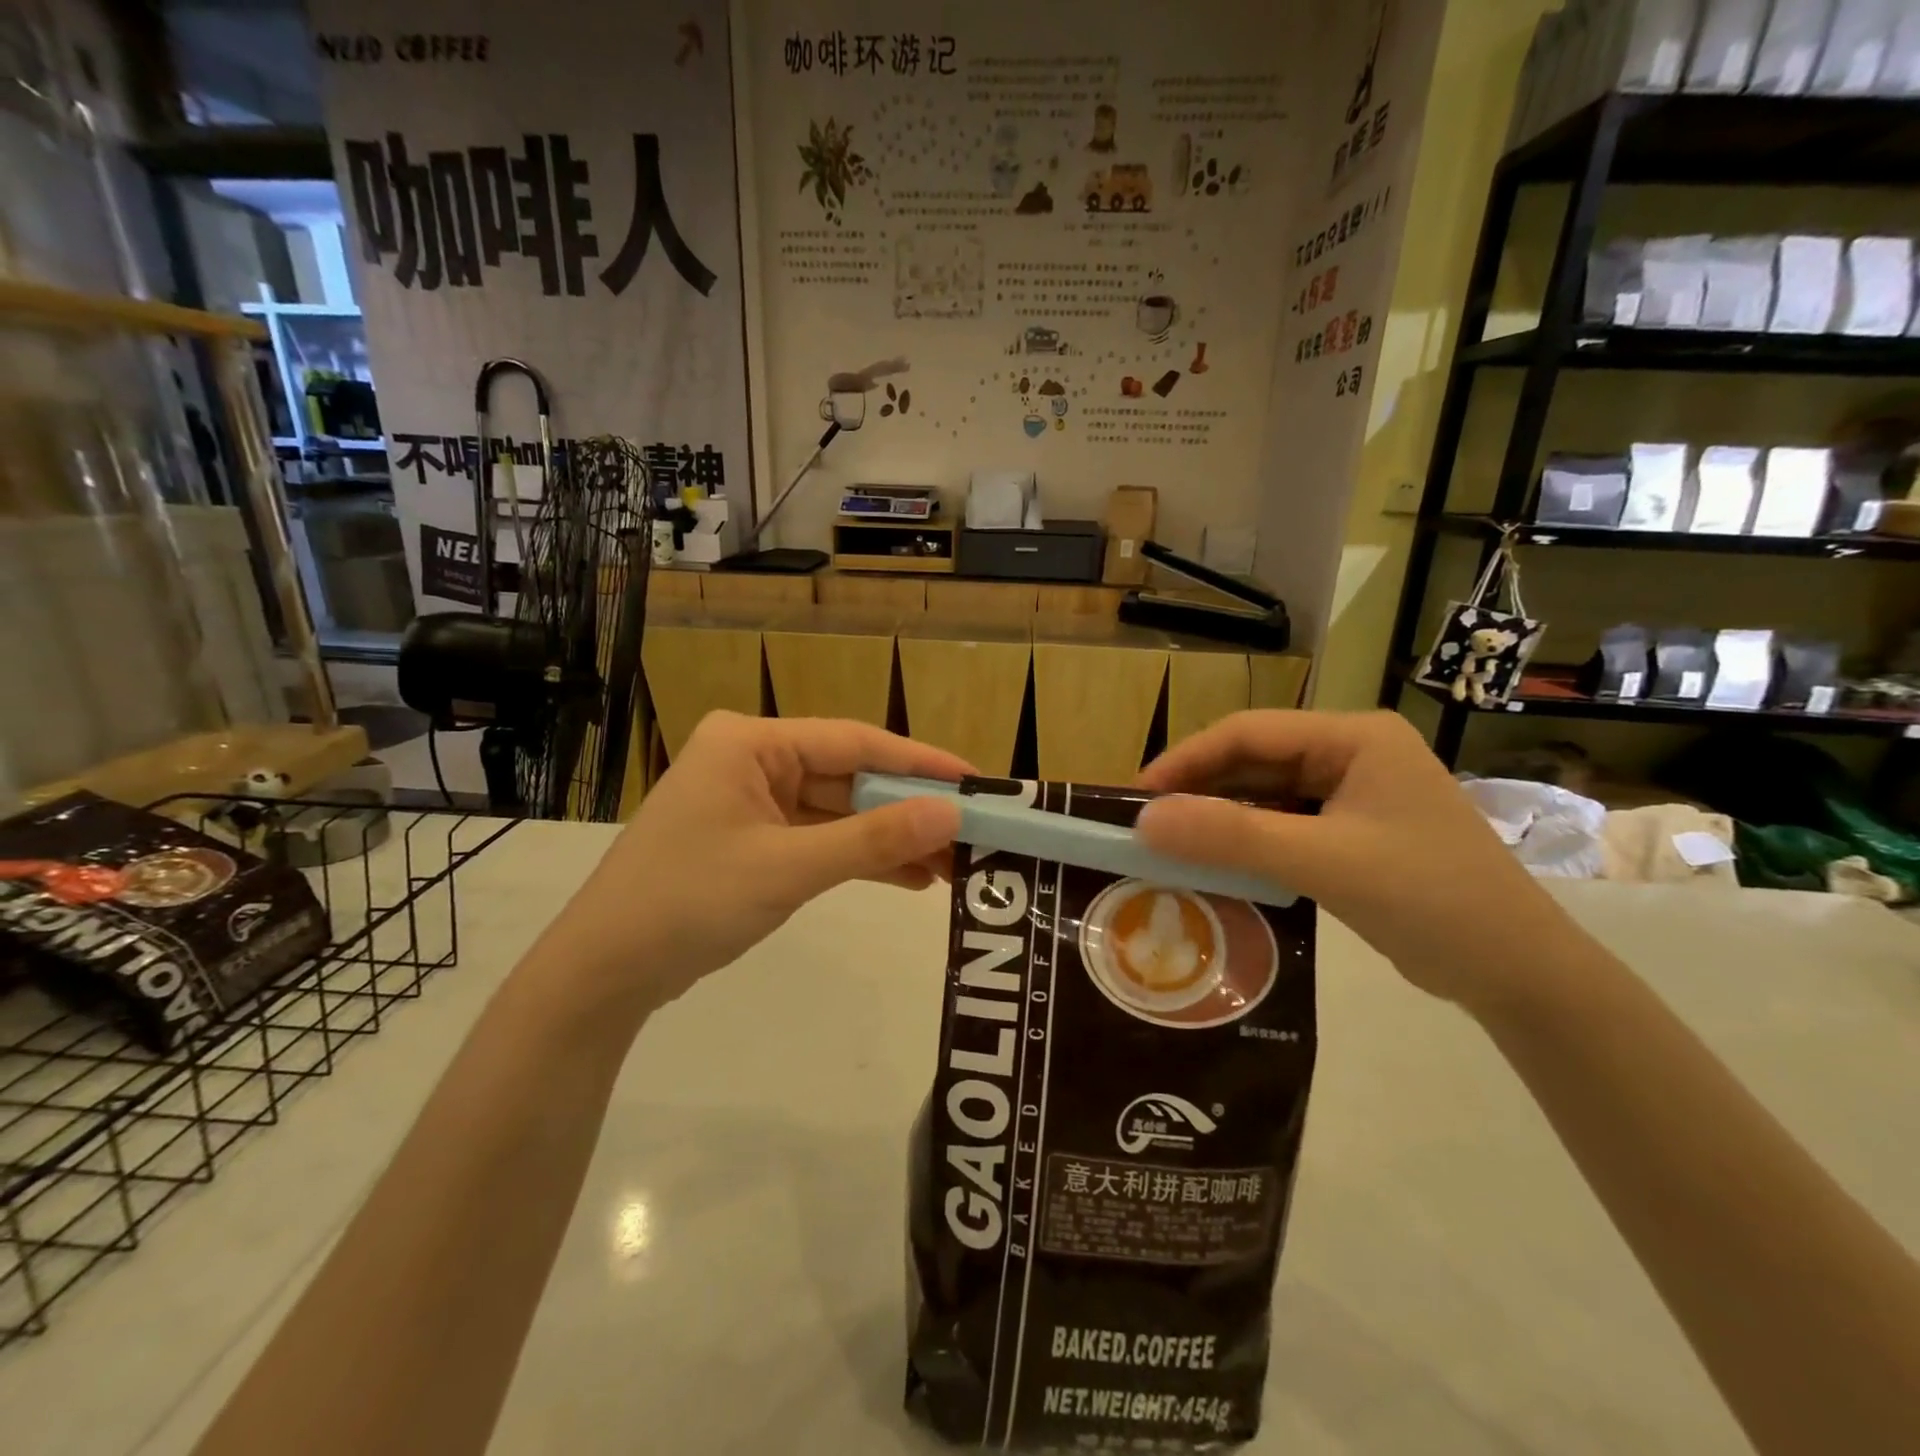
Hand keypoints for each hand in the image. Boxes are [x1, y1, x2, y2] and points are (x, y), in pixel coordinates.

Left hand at [542, 713, 968, 1015]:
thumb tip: (951, 815)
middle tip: (972, 835)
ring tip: (953, 866)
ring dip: (889, 839)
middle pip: (850, 778)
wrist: (603, 974)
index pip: (854, 742)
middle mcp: (753, 760)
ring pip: (839, 812)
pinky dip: (859, 859)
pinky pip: (819, 840)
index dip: (920, 762)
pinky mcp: (753, 841)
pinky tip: (910, 879)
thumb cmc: (689, 902)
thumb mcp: (788, 869)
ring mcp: (752, 803)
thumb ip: (873, 840)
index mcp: (751, 743)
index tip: (976, 783)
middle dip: (909, 810)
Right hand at [1134, 710, 1573, 1010]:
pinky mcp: (1353, 833)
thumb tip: (1144, 821)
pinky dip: (1247, 844)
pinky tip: (1216, 865)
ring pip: (1266, 796)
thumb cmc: (1430, 899)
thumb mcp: (1324, 862)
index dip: (1187, 759)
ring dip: (1220, 820)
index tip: (1137, 796)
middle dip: (1199, 791)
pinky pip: (1284, 827)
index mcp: (1354, 737)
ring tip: (1170, 846)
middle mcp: (1352, 754)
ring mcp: (1354, 795)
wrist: (1519, 974)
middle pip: (1255, 762)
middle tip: (1146, 825)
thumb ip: (1232, 837)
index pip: (1249, 732)